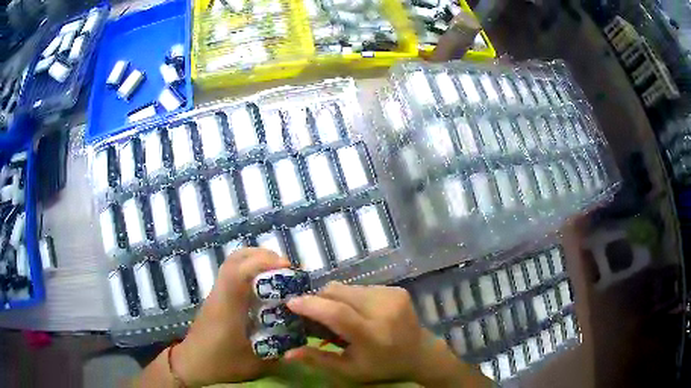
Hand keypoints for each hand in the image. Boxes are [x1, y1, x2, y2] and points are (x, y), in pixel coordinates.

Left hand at [172, 248, 290, 386]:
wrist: (192, 363)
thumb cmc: (221, 363)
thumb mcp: (255, 364)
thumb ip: (279, 352)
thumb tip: (302, 340)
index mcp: (228, 307)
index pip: (239, 272)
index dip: (263, 263)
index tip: (287, 268)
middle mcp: (221, 293)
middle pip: (236, 258)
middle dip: (263, 256)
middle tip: (285, 268)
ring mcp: (217, 293)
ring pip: (233, 262)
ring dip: (256, 260)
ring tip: (277, 273)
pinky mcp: (217, 297)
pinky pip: (232, 273)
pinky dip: (249, 270)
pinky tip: (262, 287)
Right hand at [285, 282, 489, 386]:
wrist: (420, 352)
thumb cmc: (382, 366)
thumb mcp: (349, 371)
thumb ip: (318, 360)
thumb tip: (287, 352)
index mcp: (372, 335)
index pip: (337, 314)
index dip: (311, 305)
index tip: (290, 303)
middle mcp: (383, 310)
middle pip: (339, 293)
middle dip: (318, 299)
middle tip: (309, 312)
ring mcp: (392, 296)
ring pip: (347, 288)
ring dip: (334, 298)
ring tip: (336, 315)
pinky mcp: (396, 289)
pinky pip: (360, 288)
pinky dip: (350, 298)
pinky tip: (356, 312)